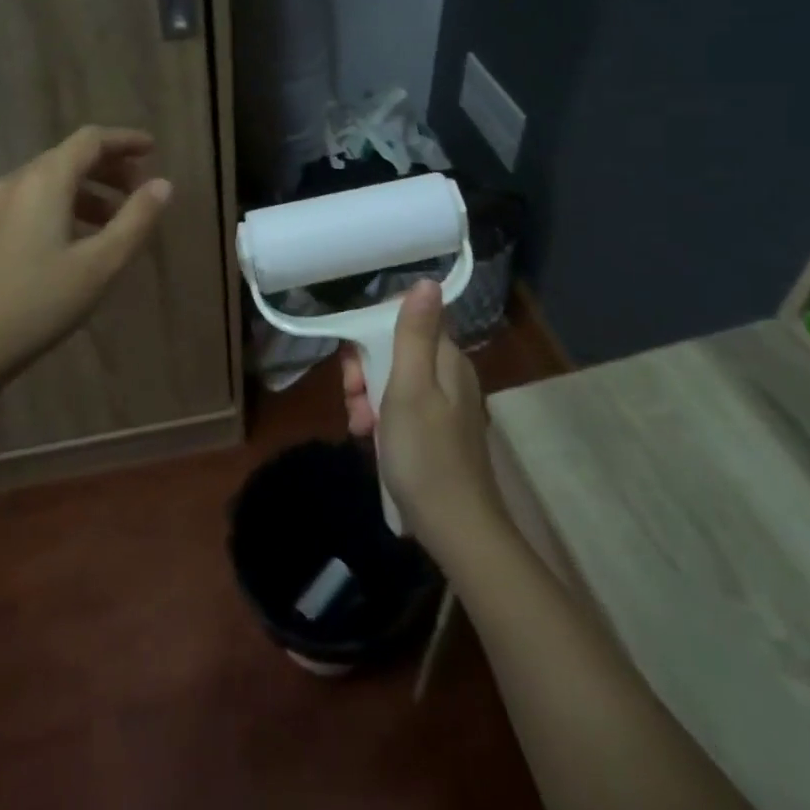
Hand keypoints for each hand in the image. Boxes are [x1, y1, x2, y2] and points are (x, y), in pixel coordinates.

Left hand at [0, 126, 171, 382]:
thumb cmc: (42, 301)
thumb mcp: (102, 263)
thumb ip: (136, 219)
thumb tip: (163, 185)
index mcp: (45, 181)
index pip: (91, 140)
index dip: (125, 140)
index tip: (153, 150)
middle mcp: (19, 181)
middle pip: (71, 156)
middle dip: (111, 167)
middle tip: (142, 191)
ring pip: (54, 179)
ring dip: (92, 189)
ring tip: (120, 220)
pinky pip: (38, 199)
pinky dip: (69, 204)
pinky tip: (83, 237)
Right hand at [340, 280, 503, 547]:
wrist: (456, 528)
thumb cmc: (425, 454)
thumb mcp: (410, 388)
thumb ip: (415, 334)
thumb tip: (427, 281)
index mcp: (448, 359)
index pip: (410, 321)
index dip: (375, 334)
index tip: (354, 361)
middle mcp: (451, 376)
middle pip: (400, 353)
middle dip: (367, 371)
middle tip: (353, 399)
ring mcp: (447, 408)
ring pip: (397, 384)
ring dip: (370, 399)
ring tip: (359, 427)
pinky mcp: (439, 435)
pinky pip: (404, 411)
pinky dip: (383, 420)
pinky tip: (371, 441)